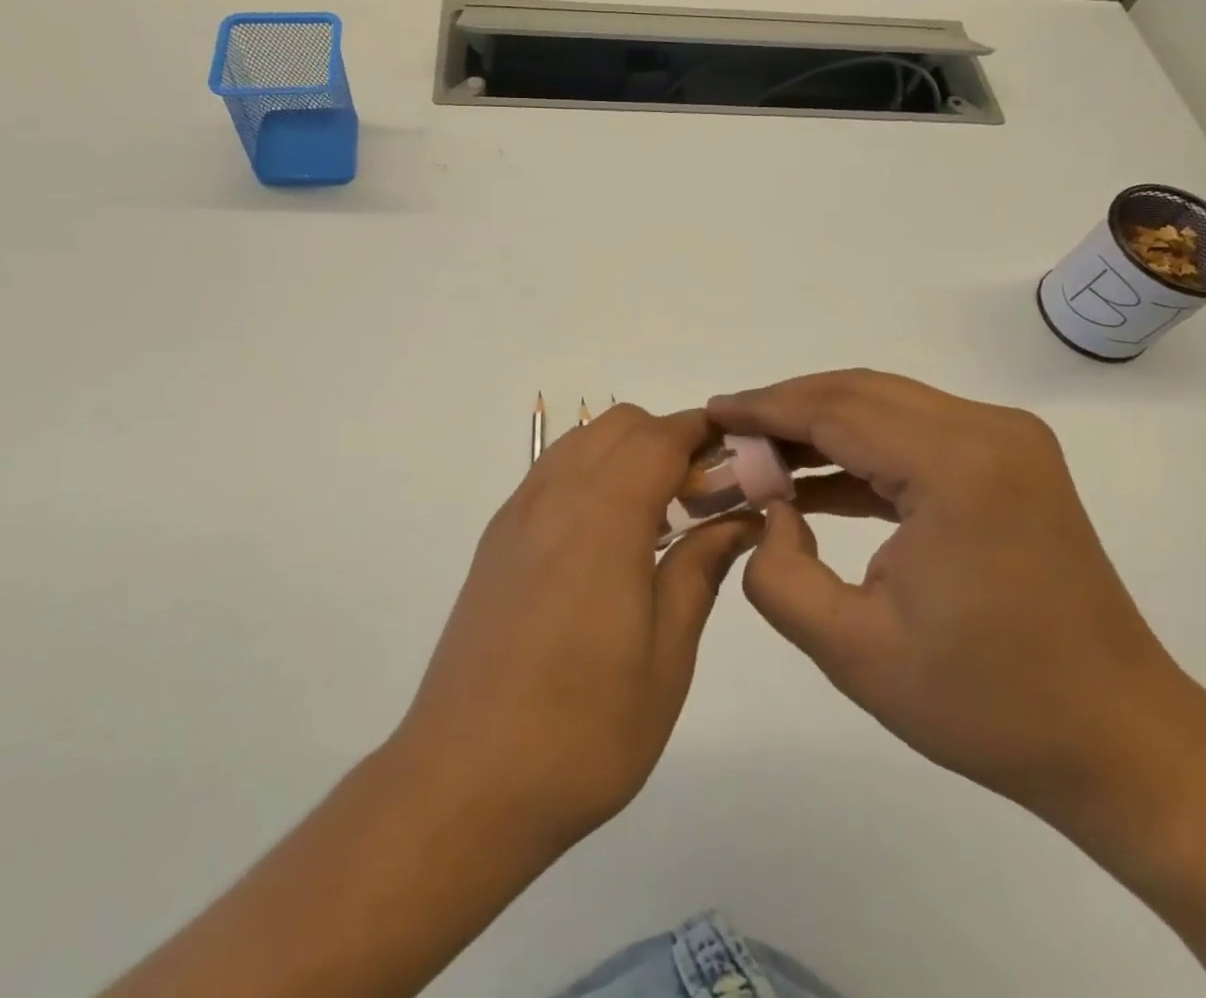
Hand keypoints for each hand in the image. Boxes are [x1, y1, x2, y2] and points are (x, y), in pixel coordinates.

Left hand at [393, 404, 759, 858]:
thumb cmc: (583, 728)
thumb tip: (739, 519)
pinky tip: (607, 538)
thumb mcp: (666, 657)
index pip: (660, 436)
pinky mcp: (496, 540)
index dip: (704, 432)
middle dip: (668, 439)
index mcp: (602, 517)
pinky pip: (551, 474)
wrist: (465, 781)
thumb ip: (700, 569)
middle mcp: (554, 496)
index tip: (741, 457)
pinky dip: (590, 474)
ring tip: (658, 517)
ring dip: (626, 453)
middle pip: (618, 425)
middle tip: (703, 498)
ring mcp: (517, 515)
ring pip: (580, 442)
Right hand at [709, 371, 1205, 836]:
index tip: (711, 412)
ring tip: (758, 453)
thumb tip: (769, 512)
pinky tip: (812, 481)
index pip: (835, 412)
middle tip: (728, 432)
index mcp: (956, 468)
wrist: (1119, 742)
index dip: (765, 409)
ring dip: (819, 425)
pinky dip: (858, 449)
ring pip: (885, 405)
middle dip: (785, 408)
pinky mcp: (1009, 461)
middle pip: (859, 394)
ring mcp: (1007, 441)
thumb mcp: (853, 652)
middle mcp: (988, 431)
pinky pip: (914, 434)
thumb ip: (779, 574)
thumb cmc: (987, 705)